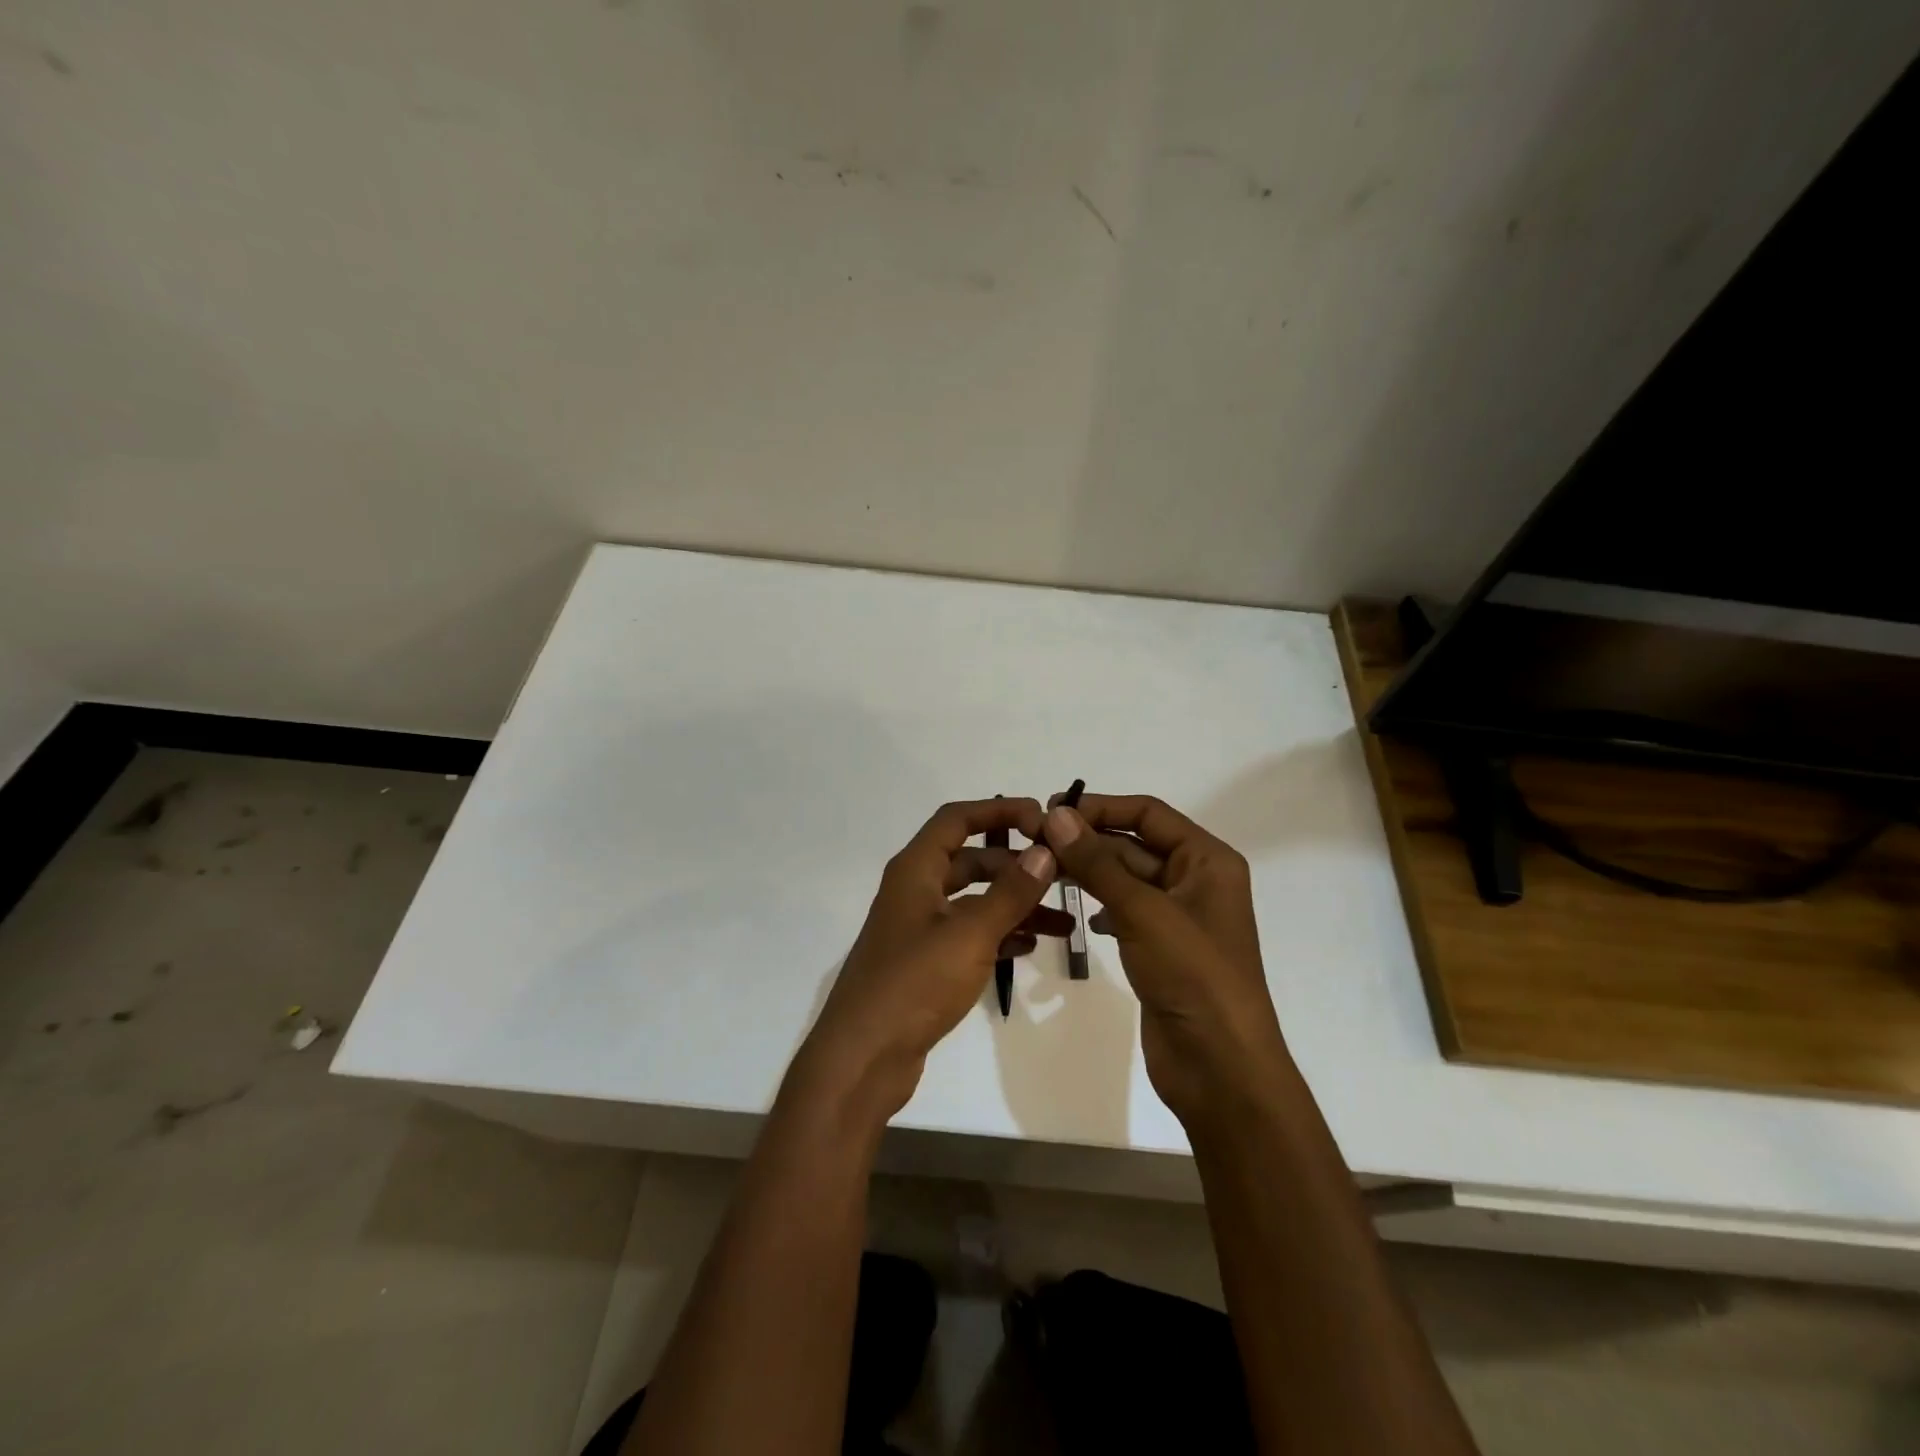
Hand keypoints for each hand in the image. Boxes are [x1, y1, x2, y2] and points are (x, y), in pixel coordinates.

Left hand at [795, 798, 1065, 1121]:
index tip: (1043, 819)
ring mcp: (919, 929)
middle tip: (1063, 874)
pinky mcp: (925, 963)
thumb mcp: (969, 934)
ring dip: (1015, 905)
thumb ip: (1009, 892)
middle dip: (1016, 865)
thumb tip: (1044, 852)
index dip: (999, 811)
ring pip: (974, 902)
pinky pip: (969, 935)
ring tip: (1063, 921)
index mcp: (915, 870)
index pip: (957, 819)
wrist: (863, 1057)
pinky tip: (1032, 945)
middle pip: (971, 860)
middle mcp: (915, 891)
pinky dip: (999, 934)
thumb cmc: (914, 983)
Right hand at [1042, 794, 1289, 1127]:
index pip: (1148, 813)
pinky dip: (1102, 906)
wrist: (1220, 1067)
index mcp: (1207, 860)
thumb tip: (1056, 815)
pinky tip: (1080, 914)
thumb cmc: (1192, 975)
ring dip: (1090, 873)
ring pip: (1126, 879)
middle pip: (1135, 844)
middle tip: (1036, 842)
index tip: (1052, 810)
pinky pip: (1126, 911)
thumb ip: (1097, 862)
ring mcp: (1179, 917)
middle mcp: (1196, 880)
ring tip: (1046, 871)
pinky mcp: (1162, 948)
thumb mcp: (1142, 911)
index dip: (1101, 807)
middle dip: (1089, 842)